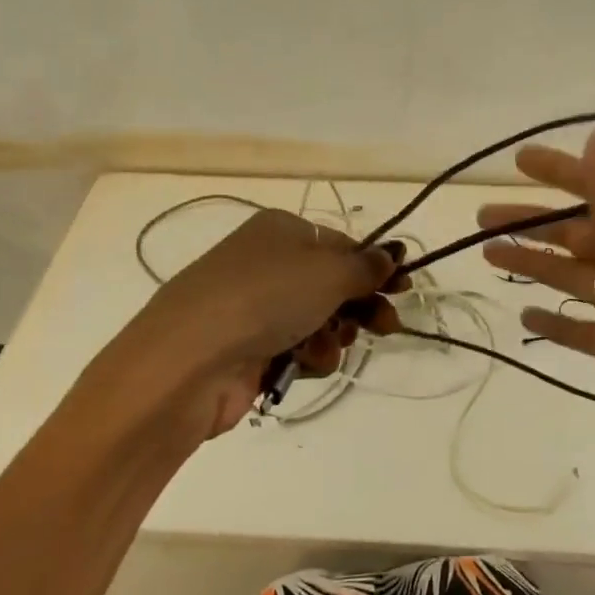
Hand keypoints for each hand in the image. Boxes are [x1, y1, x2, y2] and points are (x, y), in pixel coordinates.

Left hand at [122, 209, 401, 443]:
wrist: (190, 359)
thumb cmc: (265, 298)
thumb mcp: (327, 272)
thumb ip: (366, 265)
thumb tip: (393, 252)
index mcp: (281, 231)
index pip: (341, 245)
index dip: (375, 267)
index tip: (404, 289)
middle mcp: (266, 264)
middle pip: (331, 285)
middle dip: (361, 307)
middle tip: (387, 326)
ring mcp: (254, 308)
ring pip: (317, 321)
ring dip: (333, 336)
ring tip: (326, 346)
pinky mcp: (248, 350)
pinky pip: (296, 350)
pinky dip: (307, 357)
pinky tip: (304, 363)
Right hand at [479, 130, 594, 499]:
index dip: (559, 174)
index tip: (519, 161)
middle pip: (578, 235)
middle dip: (533, 224)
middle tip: (483, 219)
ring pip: (576, 280)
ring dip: (536, 267)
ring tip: (488, 257)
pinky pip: (588, 333)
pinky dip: (560, 324)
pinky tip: (526, 315)